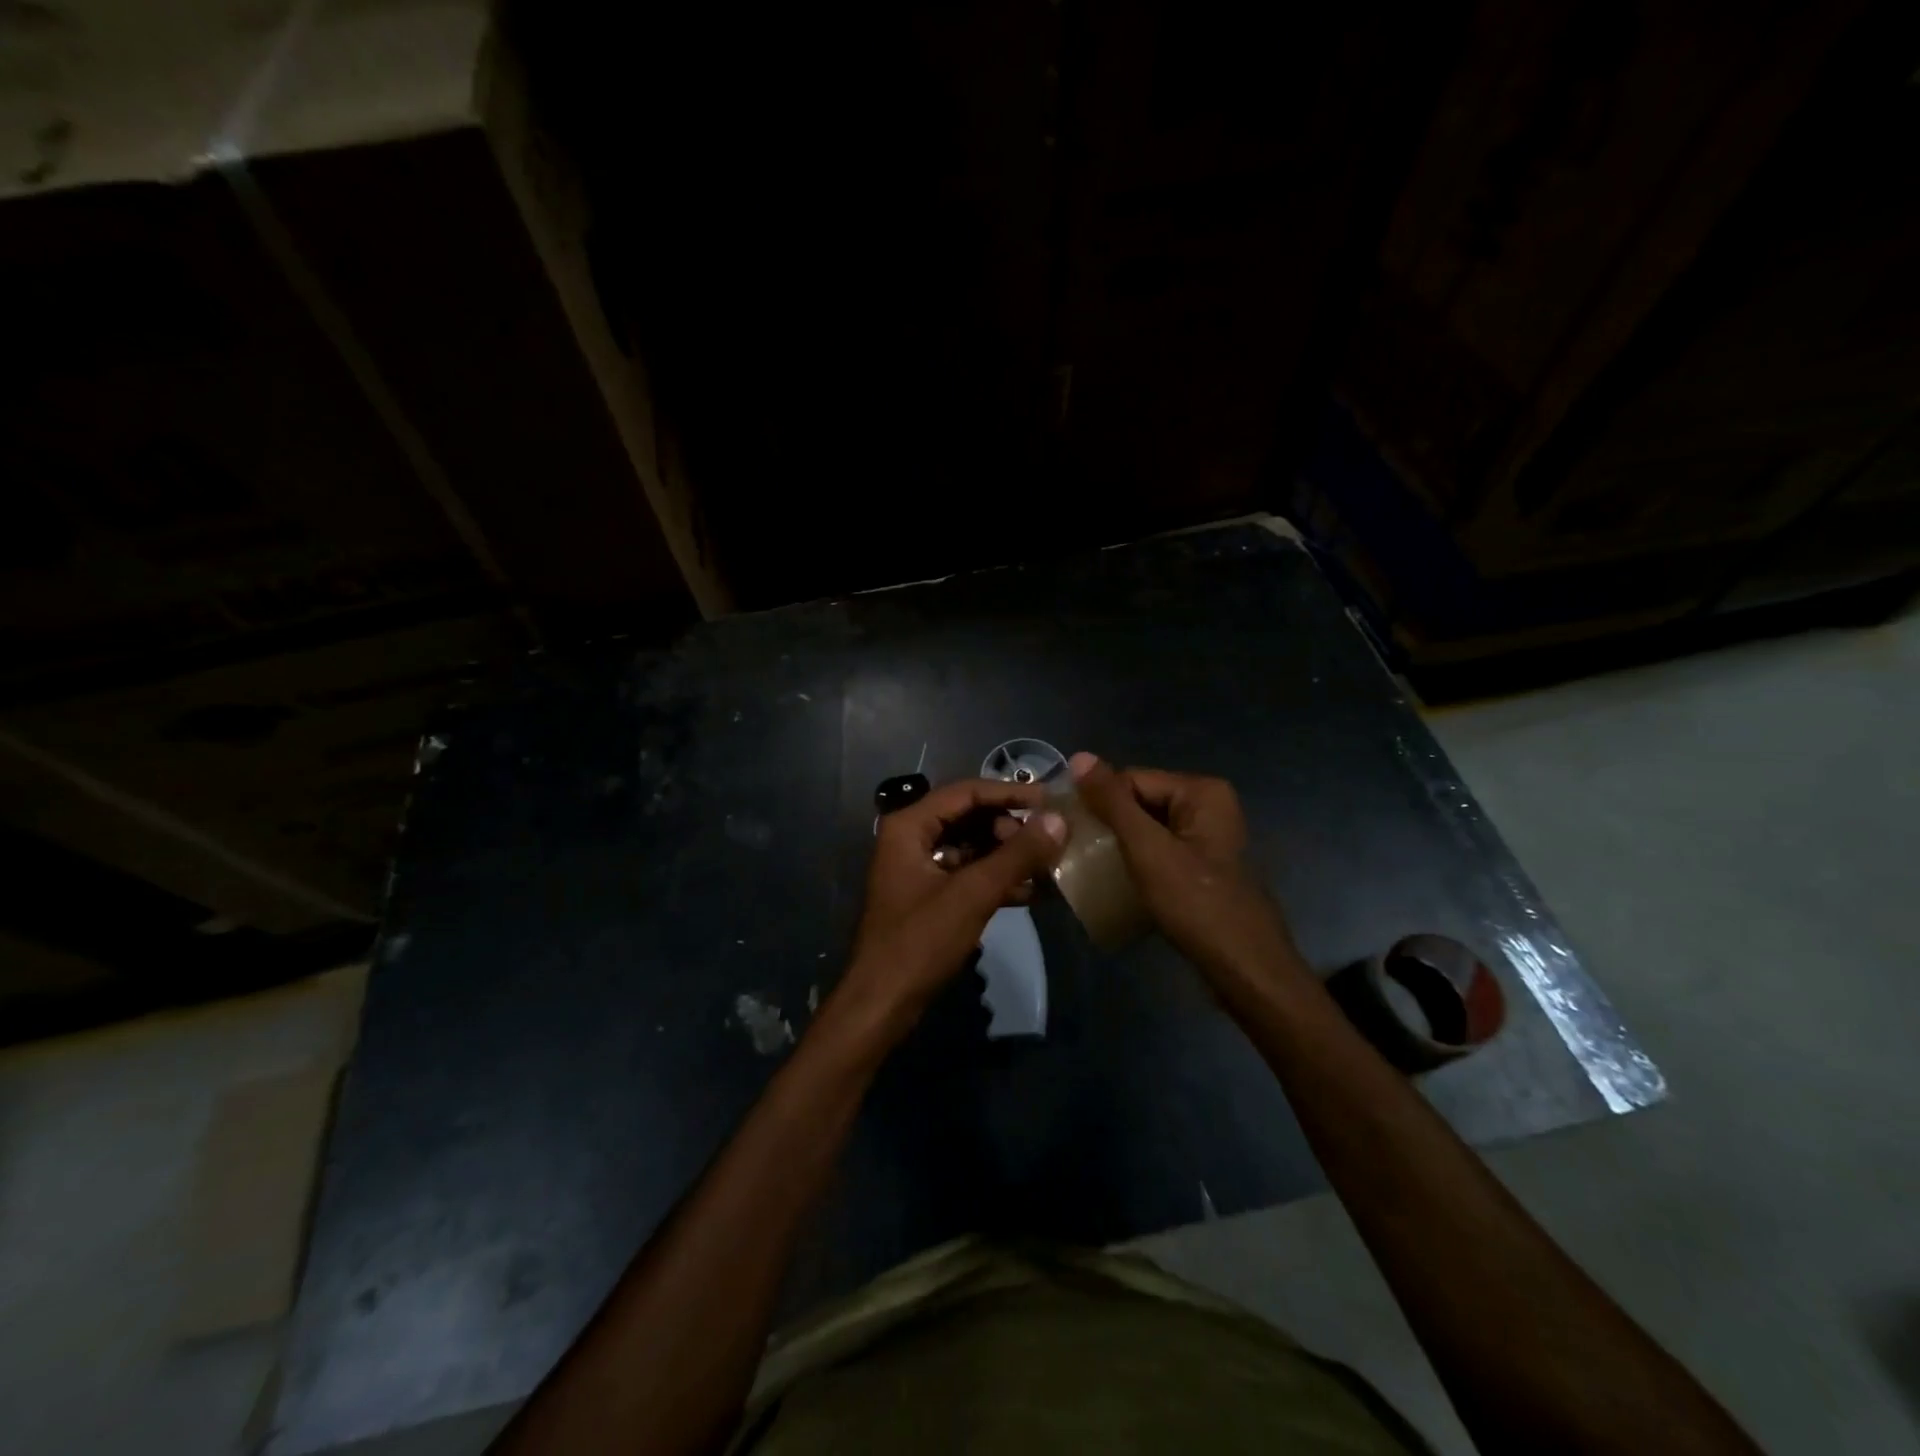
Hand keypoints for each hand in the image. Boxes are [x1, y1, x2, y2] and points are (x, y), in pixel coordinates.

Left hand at [839, 779, 1067, 1038]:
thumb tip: (1058, 821)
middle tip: (1044, 843)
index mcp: (908, 825)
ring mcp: (917, 867)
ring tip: (1045, 866)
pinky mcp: (927, 895)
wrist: (882, 1003)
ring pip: (970, 846)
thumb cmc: (920, 942)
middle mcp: (909, 838)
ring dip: (1005, 855)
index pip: (966, 792)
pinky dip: (994, 879)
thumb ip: (1016, 855)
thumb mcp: (972, 894)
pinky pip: (965, 873)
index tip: (1049, 801)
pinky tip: (1028, 892)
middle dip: (1008, 827)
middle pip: (968, 816)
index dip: (1009, 792)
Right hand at [1069, 753, 1306, 1007]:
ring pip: (1146, 829)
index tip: (1067, 829)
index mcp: (1201, 791)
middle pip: (1139, 802)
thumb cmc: (1196, 903)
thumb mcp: (1147, 849)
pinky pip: (1159, 851)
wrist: (1245, 969)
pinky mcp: (1203, 866)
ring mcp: (1207, 837)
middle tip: (1074, 851)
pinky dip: (1136, 862)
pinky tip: (1116, 881)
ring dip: (1118, 846)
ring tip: (1088, 867)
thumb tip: (1079, 757)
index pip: (1130, 779)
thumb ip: (1113, 803)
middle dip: (1107, 825)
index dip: (1098, 802)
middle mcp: (1208, 805)